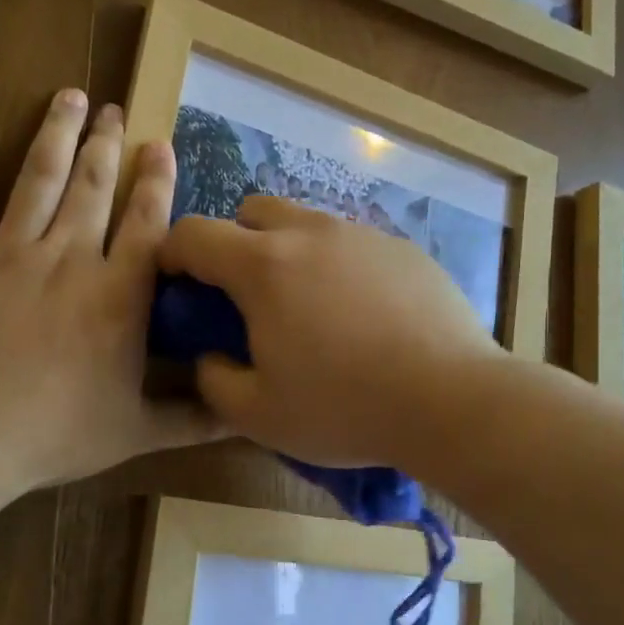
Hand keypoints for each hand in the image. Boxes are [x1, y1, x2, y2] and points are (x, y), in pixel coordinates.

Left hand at [0, 89, 214, 493]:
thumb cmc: (54, 436)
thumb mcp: (137, 433)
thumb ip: (195, 419)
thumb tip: (247, 415)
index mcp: (119, 296)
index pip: (148, 224)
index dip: (157, 182)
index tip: (160, 145)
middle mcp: (70, 258)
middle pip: (93, 187)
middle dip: (106, 144)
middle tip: (114, 109)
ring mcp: (9, 251)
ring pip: (38, 176)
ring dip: (57, 132)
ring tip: (70, 95)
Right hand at [158, 198, 503, 468]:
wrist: (451, 400)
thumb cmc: (345, 408)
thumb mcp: (259, 414)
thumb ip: (215, 380)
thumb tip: (211, 356)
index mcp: (264, 266)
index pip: (195, 233)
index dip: (172, 252)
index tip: (176, 281)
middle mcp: (311, 233)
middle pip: (252, 210)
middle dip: (234, 242)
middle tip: (245, 295)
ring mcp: (363, 235)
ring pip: (307, 222)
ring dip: (288, 251)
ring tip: (308, 305)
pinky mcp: (404, 249)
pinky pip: (353, 243)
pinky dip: (338, 265)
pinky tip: (361, 313)